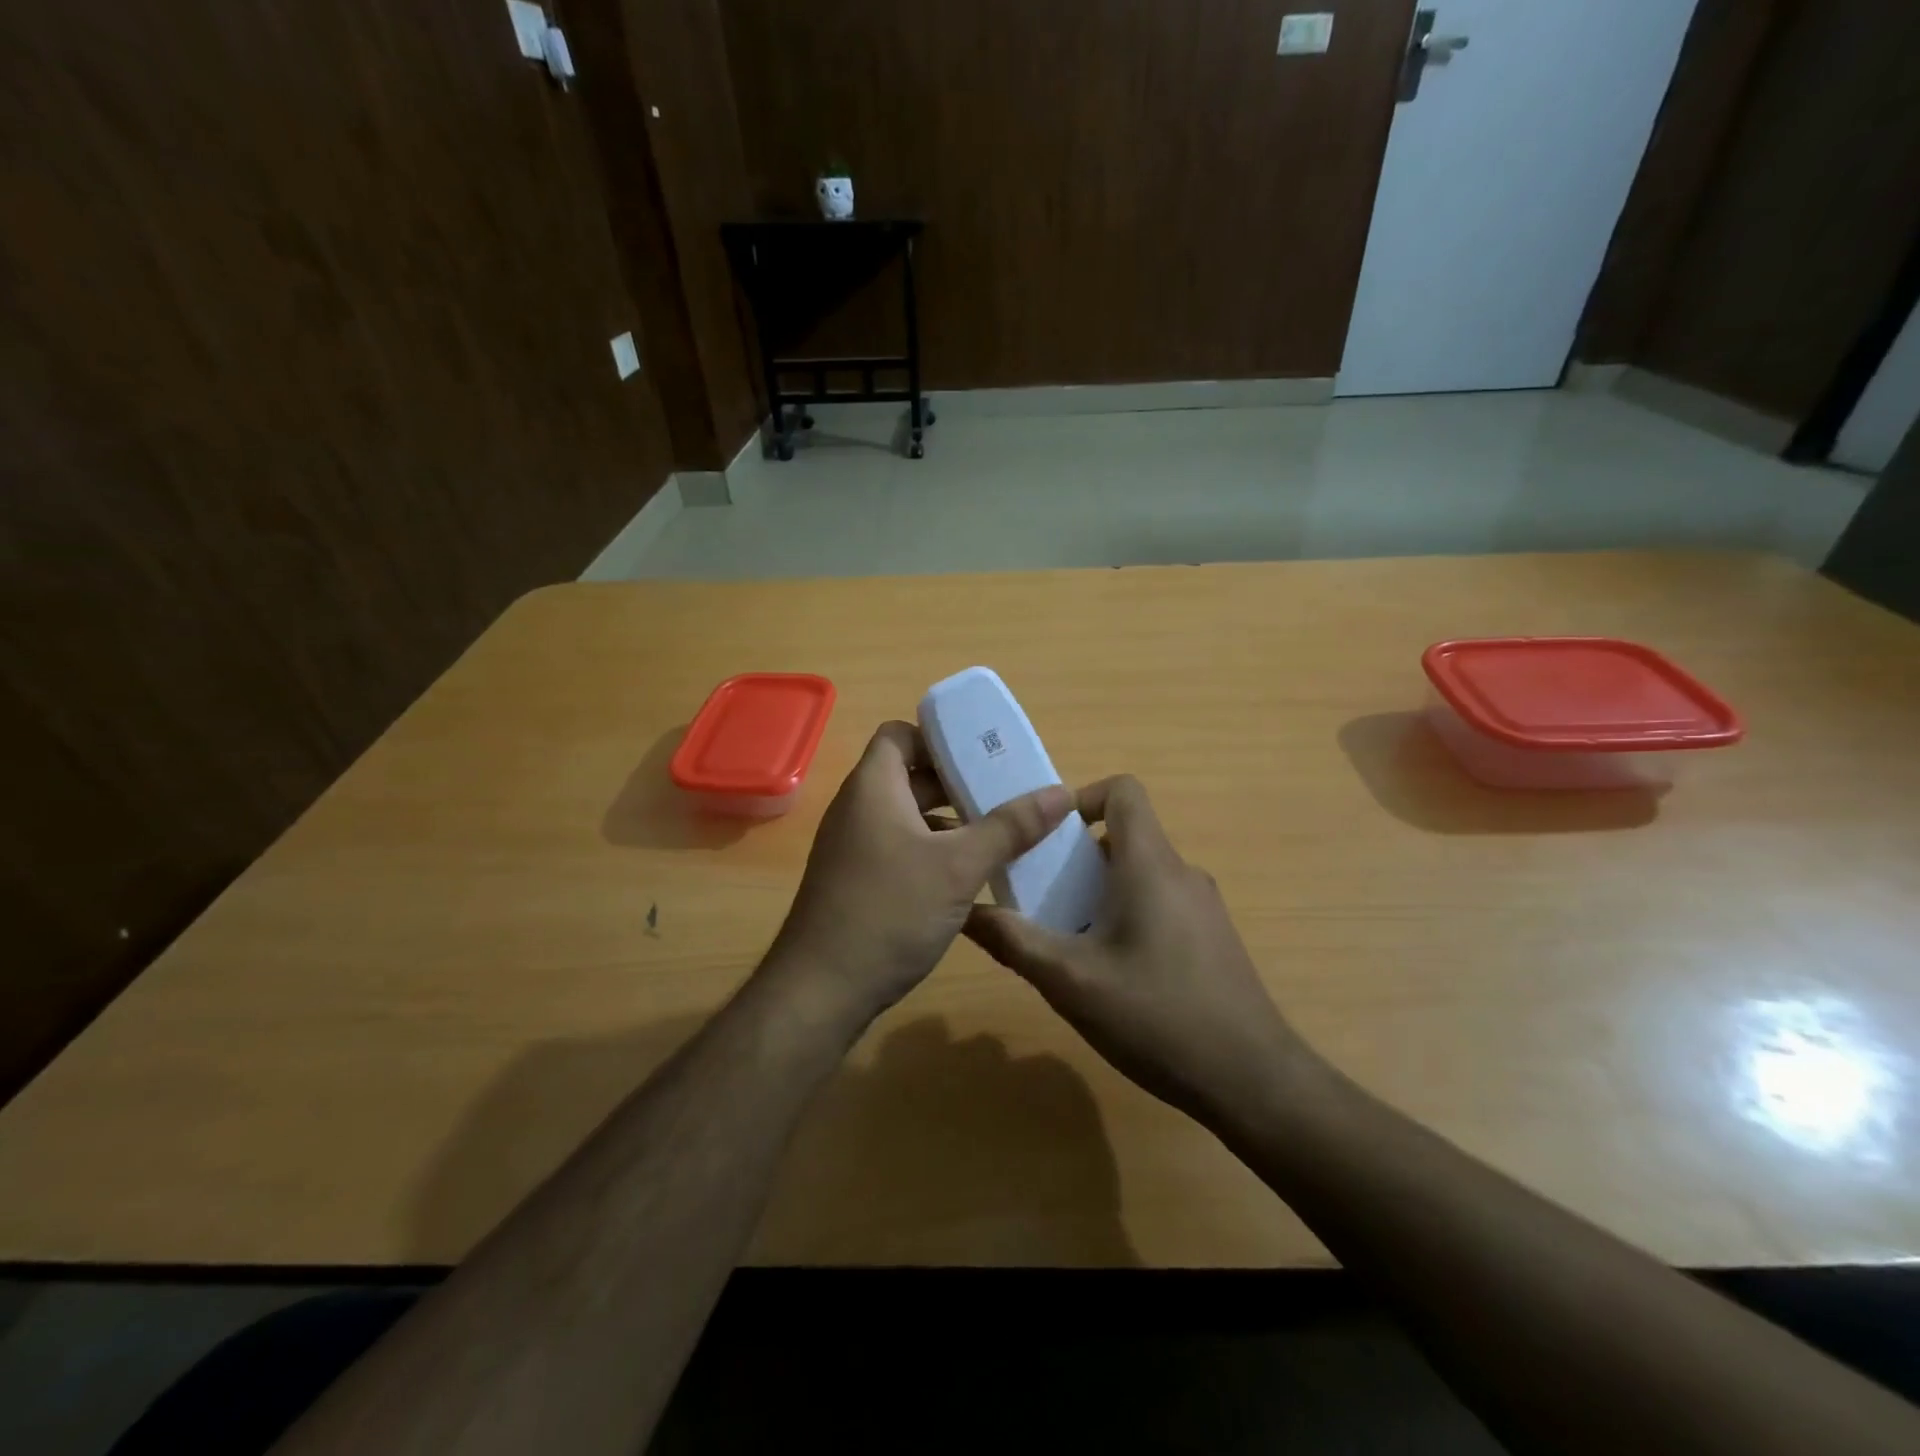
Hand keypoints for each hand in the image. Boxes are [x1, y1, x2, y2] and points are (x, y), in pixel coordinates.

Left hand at [766, 721, 1073, 1024]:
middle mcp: (857, 809)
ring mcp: (853, 848)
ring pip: (907, 817)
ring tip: (998, 836)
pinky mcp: (855, 882)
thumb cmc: (889, 911)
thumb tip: (1061, 793)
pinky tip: (968, 879)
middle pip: (909, 776)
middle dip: (956, 783)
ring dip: (949, 822)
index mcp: (873, 787)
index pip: (899, 735)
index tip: (981, 756)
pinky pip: (899, 849)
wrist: (821, 990)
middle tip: (1005, 794)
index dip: (938, 738)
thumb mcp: (959, 867)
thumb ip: (1010, 827)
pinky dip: (932, 852)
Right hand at [964, 775, 1310, 1126]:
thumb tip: (964, 911)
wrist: (1253, 1081)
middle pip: (1123, 835)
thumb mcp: (1071, 981)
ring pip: (1140, 874)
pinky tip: (1110, 974)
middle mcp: (1182, 873)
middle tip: (1039, 896)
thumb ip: (1014, 941)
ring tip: (1067, 939)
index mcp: (1151, 864)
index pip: (1122, 790)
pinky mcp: (1211, 938)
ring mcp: (1203, 907)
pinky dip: (1126, 916)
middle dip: (1075, 857)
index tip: (1046, 838)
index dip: (1080, 798)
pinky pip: (1159, 904)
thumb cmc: (1157, 1016)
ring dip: (1098, 892)